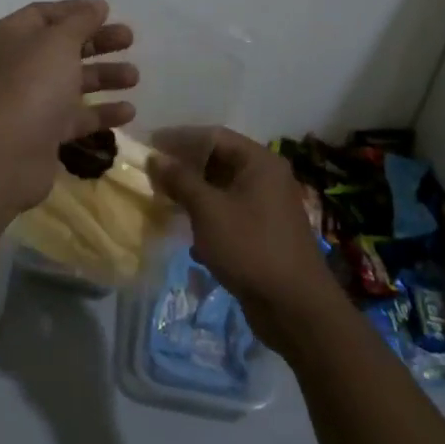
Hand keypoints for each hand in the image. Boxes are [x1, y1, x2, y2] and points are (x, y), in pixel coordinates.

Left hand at [0, 0, 136, 212]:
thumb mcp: (58, 42)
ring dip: (103, 76)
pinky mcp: (42, 132)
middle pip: (61, 47)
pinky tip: (129, 111)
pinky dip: (100, 112)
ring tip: (135, 77)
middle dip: (97, 42)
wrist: (6, 156)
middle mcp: (15, 66)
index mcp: (9, 37)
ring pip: (70, 82)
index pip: (44, 14)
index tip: (109, 11)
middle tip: (130, 40)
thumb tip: (96, 5)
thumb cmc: (31, 85)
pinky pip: (75, 116)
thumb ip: (81, 21)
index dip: (76, 11)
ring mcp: (28, 101)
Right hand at [148, 127, 343, 351]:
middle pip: (218, 160)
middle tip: (152, 174)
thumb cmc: (250, 248)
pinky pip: (229, 211)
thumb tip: (155, 157)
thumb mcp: (208, 210)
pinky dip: (207, 215)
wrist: (295, 307)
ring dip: (193, 193)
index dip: (179, 139)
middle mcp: (266, 176)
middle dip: (184, 167)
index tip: (149, 146)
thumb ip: (181, 180)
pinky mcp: (262, 231)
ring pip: (222, 188)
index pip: (213, 136)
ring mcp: (266, 205)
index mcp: (259, 161)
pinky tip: (186, 230)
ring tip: (163, 199)